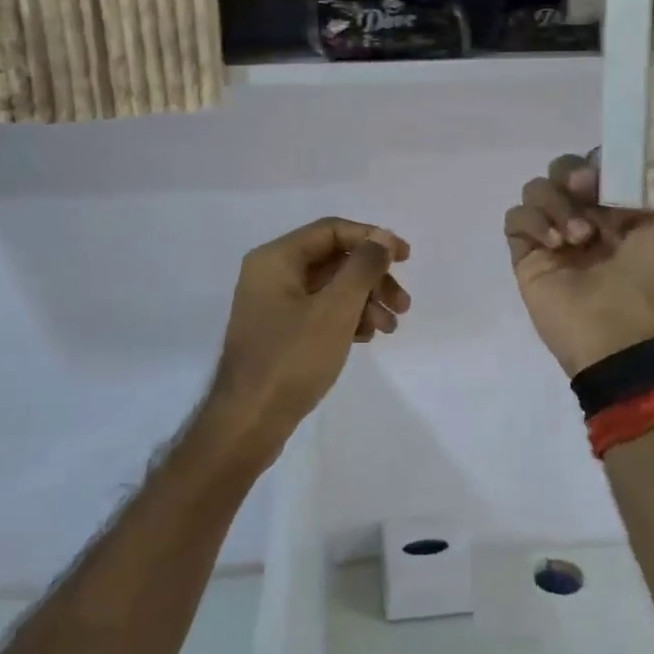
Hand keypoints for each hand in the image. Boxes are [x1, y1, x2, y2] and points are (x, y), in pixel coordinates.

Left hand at [200, 218, 410, 469]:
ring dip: (365, 301)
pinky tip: (366, 337)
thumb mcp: (336, 309)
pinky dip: (347, 319)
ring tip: (390, 328)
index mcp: (276, 259)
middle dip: (372, 278)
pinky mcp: (280, 332)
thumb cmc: (292, 359)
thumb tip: (382, 236)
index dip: (372, 239)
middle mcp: (271, 274)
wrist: (249, 423)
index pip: (332, 230)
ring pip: (330, 288)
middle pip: (333, 260)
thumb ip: (363, 267)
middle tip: (404, 304)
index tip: (405, 258)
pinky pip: (320, 311)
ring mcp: (273, 305)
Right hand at [504, 117, 653, 376]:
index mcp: (621, 206)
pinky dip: (534, 222)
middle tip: (588, 195)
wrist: (624, 330)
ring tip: (577, 237)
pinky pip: (516, 216)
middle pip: (564, 168)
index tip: (609, 167)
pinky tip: (556, 245)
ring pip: (537, 187)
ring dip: (557, 204)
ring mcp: (554, 234)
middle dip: (575, 176)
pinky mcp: (526, 252)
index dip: (602, 158)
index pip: (600, 161)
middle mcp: (586, 215)